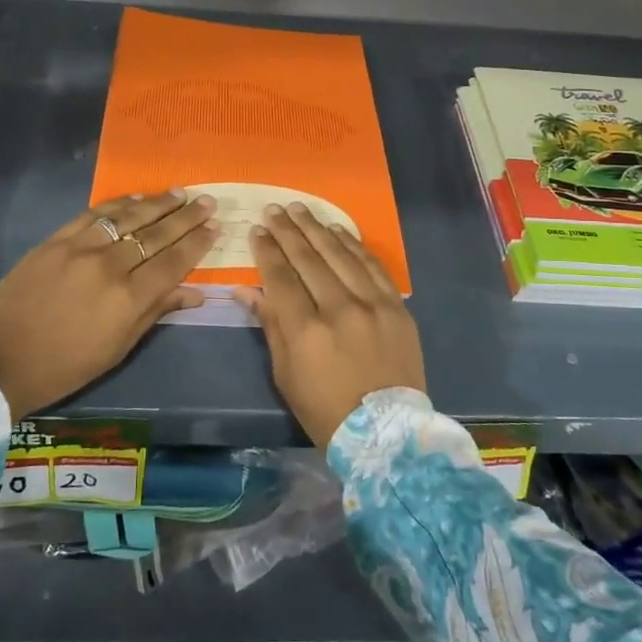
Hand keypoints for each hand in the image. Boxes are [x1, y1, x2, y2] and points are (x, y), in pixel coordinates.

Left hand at [0, 190, 218, 418]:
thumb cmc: (65, 366)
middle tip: (207, 201)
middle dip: (185, 217)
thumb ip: (156, 312)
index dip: (196, 243)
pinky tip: (135, 198)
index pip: (172, 262)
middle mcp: (108, 267)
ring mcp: (79, 249)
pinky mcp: (54, 241)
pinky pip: (93, 215)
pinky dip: (117, 205)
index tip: (215, 226)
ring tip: (179, 193)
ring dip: (156, 203)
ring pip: (127, 217)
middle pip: (155, 234)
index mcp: (128, 299)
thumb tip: (194, 292)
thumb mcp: (117, 348)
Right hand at [232, 202, 425, 447]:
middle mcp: (339, 309)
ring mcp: (372, 305)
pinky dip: (353, 245)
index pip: (280, 277)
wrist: (386, 432)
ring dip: (317, 229)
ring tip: (300, 209)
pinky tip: (337, 229)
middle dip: (288, 231)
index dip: (267, 251)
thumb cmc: (324, 409)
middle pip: (308, 259)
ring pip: (339, 255)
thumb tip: (245, 290)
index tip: (257, 231)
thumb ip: (270, 325)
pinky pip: (371, 266)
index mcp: (306, 331)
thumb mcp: (285, 374)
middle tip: (274, 210)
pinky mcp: (396, 306)